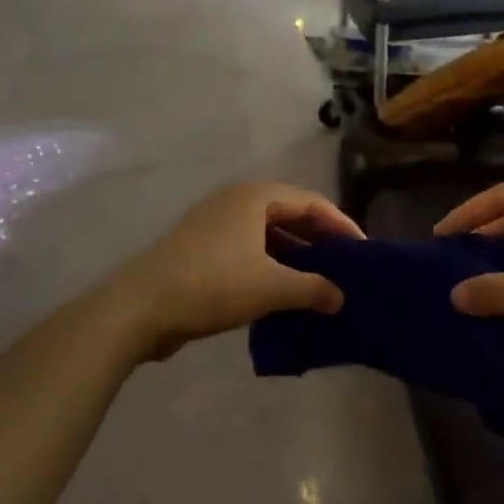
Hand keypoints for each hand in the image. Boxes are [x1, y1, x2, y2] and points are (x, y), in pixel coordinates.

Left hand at [100, 181, 360, 360]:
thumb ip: (312, 289)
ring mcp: (215, 223)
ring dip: (294, 254)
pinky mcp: (201, 247)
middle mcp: (236, 200)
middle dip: (319, 240)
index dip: (342, 226)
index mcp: (256, 196)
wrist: (139, 307)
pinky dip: (270, 264)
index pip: (312, 203)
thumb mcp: (271, 287)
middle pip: (290, 213)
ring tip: (319, 281)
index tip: (364, 252)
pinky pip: (248, 248)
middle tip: (345, 267)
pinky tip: (282, 292)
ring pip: (268, 233)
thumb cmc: (212, 285)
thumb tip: (341, 297)